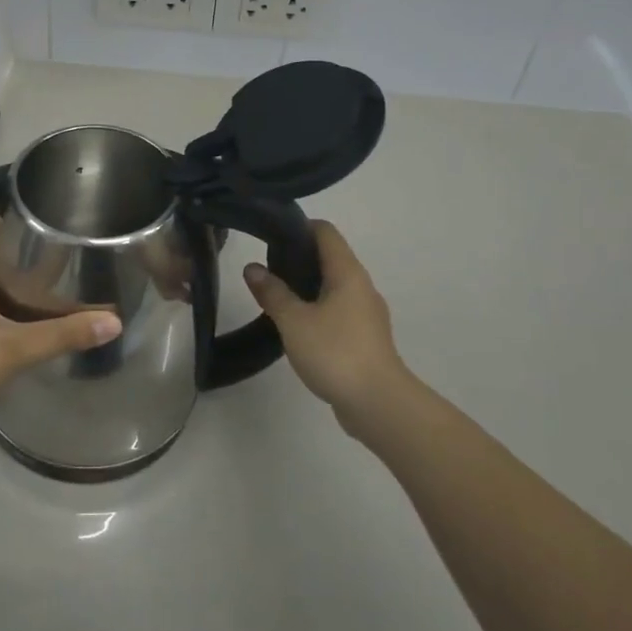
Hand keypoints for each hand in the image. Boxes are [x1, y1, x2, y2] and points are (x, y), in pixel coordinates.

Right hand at [243, 221, 409, 431]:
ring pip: (333, 286)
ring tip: (275, 295)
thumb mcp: (294, 320)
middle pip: (330, 257)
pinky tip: (296, 325)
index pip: (325, 232)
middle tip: (266, 266)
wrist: (378, 404)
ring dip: (306, 286)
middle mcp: (361, 286)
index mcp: (347, 273)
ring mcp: (366, 313)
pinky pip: (338, 311)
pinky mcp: (365, 338)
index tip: (270, 234)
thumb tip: (253, 268)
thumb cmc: (335, 352)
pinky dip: (317, 309)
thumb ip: (272, 292)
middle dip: (298, 257)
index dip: (298, 226)